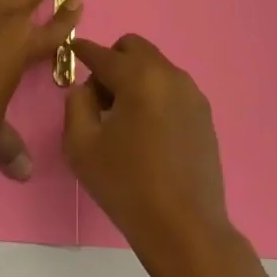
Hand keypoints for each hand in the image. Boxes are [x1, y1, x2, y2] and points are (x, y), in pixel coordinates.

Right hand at [62, 34, 232, 257]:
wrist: (186, 229)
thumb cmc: (128, 186)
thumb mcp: (82, 146)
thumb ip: (76, 104)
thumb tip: (85, 88)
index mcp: (138, 77)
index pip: (102, 53)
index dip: (82, 50)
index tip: (72, 51)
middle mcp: (168, 74)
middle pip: (133, 48)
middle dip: (113, 61)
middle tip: (101, 97)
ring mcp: (191, 92)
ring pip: (154, 66)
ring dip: (135, 77)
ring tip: (125, 118)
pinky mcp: (204, 113)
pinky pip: (171, 87)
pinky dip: (155, 94)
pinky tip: (148, 131)